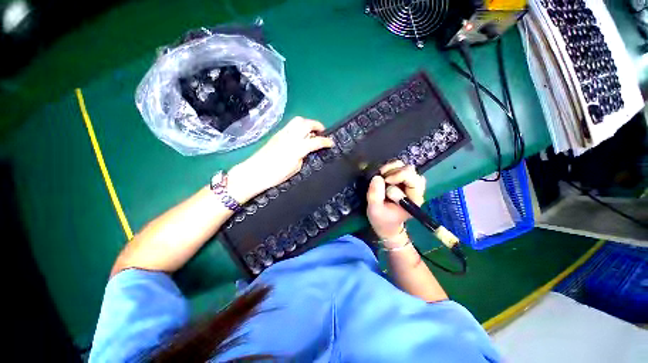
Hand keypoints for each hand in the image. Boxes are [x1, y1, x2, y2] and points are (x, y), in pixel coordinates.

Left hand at [228, 117, 333, 201]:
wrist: (254, 172)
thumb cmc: (276, 175)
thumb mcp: (295, 168)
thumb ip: (303, 156)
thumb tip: (306, 150)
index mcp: (297, 148)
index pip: (316, 141)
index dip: (326, 141)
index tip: (332, 143)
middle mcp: (290, 137)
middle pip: (306, 123)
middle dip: (317, 125)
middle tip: (322, 132)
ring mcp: (282, 133)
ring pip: (297, 120)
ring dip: (307, 123)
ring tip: (311, 132)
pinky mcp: (276, 134)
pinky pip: (290, 125)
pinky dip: (299, 127)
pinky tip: (299, 135)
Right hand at [366, 160, 425, 242]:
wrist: (386, 225)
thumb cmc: (382, 220)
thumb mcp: (374, 210)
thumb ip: (375, 194)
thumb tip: (377, 177)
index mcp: (413, 199)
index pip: (412, 179)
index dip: (398, 176)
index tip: (385, 180)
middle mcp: (415, 190)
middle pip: (410, 170)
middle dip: (394, 171)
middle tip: (382, 178)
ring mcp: (409, 184)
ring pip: (405, 167)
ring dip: (391, 168)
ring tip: (382, 176)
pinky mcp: (403, 181)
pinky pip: (399, 168)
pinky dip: (390, 168)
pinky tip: (383, 175)